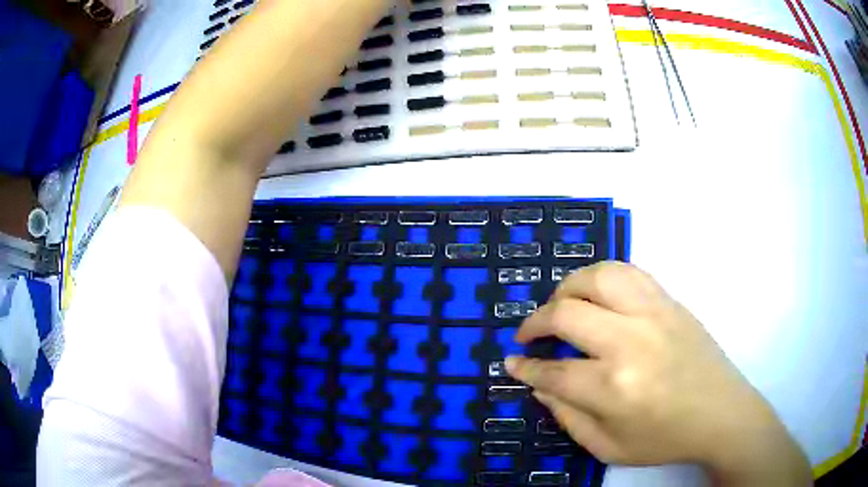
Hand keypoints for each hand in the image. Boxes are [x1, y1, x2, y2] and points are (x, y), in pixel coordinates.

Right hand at [505, 261, 810, 485]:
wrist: (720, 413)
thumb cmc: (665, 438)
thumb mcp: (608, 447)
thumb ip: (568, 417)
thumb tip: (541, 385)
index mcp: (614, 388)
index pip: (553, 370)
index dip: (526, 366)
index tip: (512, 361)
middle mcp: (630, 342)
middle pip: (567, 314)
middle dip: (535, 322)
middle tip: (528, 335)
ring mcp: (654, 314)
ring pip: (598, 277)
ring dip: (568, 288)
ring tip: (560, 305)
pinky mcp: (670, 301)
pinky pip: (629, 272)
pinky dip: (602, 277)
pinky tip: (597, 294)